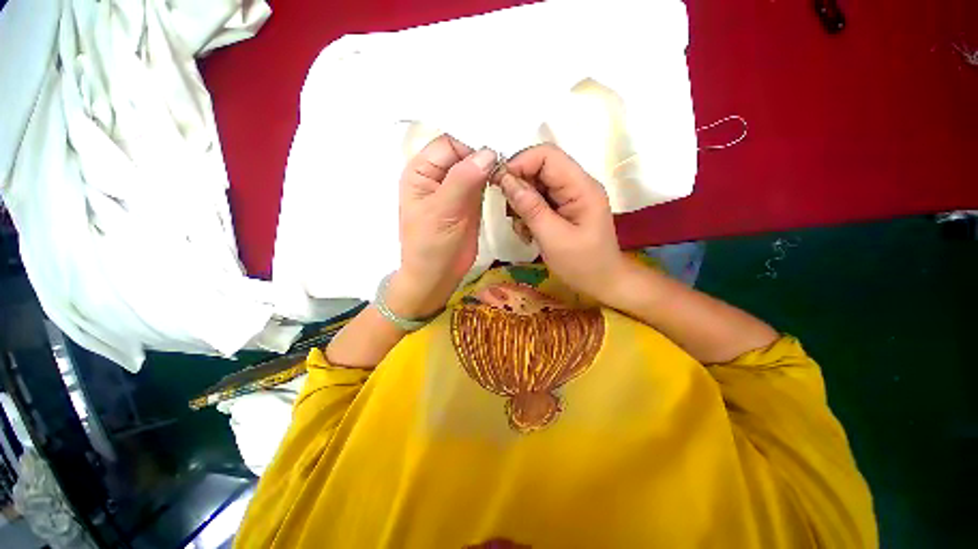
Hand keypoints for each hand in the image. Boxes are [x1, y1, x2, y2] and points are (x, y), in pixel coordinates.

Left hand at [393, 134, 496, 317]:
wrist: (437, 276)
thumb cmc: (431, 246)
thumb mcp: (443, 211)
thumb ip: (463, 180)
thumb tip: (489, 152)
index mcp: (421, 171)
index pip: (449, 144)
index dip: (471, 145)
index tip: (497, 154)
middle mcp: (438, 175)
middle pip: (464, 152)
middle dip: (484, 154)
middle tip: (510, 158)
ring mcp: (456, 188)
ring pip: (475, 167)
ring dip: (492, 166)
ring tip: (512, 166)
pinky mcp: (470, 202)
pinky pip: (483, 183)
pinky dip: (494, 179)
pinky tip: (506, 179)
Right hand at [494, 144, 626, 302]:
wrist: (603, 284)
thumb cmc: (583, 265)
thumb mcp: (553, 239)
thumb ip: (530, 208)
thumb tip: (505, 180)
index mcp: (581, 187)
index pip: (547, 155)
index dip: (519, 163)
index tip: (498, 184)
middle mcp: (576, 185)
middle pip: (539, 168)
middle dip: (518, 187)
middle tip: (510, 213)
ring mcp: (570, 197)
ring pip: (535, 185)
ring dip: (521, 204)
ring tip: (522, 229)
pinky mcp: (563, 209)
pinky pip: (538, 201)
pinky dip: (527, 214)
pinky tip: (529, 233)